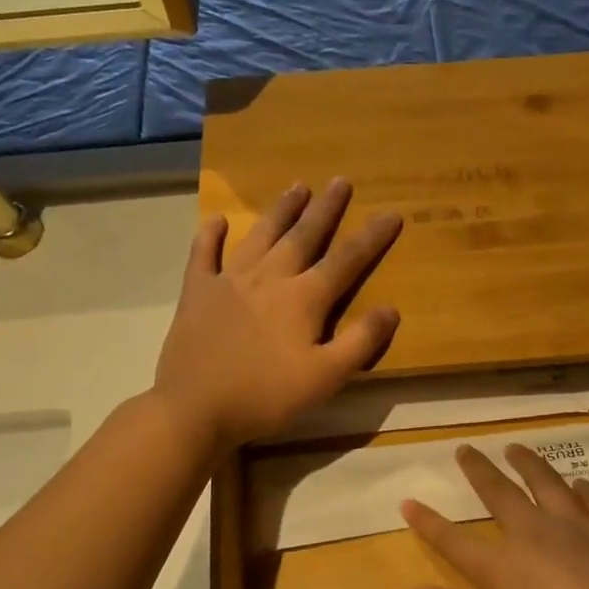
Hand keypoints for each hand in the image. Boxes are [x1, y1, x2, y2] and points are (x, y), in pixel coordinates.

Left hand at [155, 179, 401, 449]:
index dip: (372, 237)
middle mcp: (269, 278)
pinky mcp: (197, 293)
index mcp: (303, 299)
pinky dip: (210, 236)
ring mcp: (229, 281)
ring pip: (261, 236)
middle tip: (340, 180)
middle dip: (325, 208)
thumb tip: (392, 309)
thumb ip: (360, 342)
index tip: (392, 213)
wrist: (196, 408)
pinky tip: (216, 221)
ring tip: (297, 186)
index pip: (346, 260)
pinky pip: (204, 255)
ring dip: (281, 210)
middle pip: (303, 236)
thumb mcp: (325, 378)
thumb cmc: (266, 396)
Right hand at [402, 444, 588, 588]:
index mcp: (501, 568)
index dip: (427, 521)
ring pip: (546, 482)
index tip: (408, 501)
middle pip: (499, 493)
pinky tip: (578, 483)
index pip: (453, 539)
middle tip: (465, 449)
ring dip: (527, 463)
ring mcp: (577, 527)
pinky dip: (580, 488)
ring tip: (515, 448)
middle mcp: (534, 534)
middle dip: (478, 470)